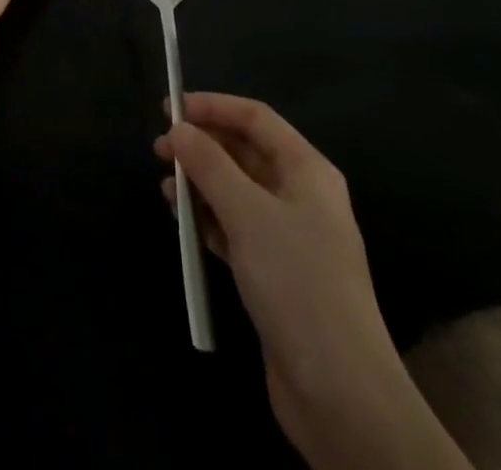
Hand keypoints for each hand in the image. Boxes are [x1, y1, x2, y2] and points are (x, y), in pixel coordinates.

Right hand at [158, 95, 469, 469]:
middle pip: (245, 152)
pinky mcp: (277, 273)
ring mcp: (290, 236)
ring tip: (165, 188)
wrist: (341, 393)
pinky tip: (183, 222)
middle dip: (203, 145)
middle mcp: (301, 195)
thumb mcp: (248, 213)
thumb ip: (209, 165)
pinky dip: (209, 219)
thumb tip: (178, 129)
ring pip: (237, 191)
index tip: (170, 109)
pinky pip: (237, 228)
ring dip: (202, 183)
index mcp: (307, 169)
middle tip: (159, 150)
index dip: (213, 107)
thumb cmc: (297, 282)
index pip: (255, 118)